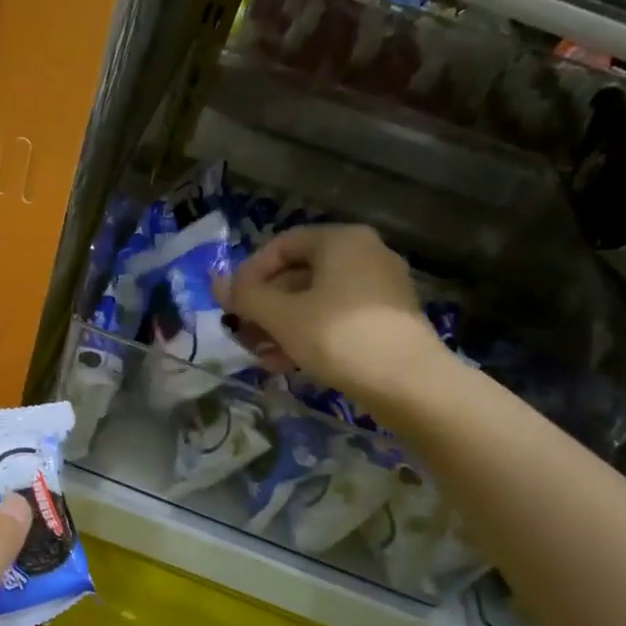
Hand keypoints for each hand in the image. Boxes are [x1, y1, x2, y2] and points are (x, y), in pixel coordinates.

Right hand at [214, 224, 457, 409]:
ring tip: (259, 354)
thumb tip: (217, 284)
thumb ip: (246, 297)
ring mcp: (379, 288)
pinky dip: (308, 334)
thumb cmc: (339, 337)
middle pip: (298, 274)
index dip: (249, 273)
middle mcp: (364, 255)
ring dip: (281, 325)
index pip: (281, 245)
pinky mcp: (385, 320)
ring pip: (315, 300)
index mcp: (341, 241)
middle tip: (242, 333)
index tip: (232, 305)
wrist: (409, 384)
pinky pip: (335, 318)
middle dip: (264, 305)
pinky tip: (286, 363)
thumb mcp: (282, 316)